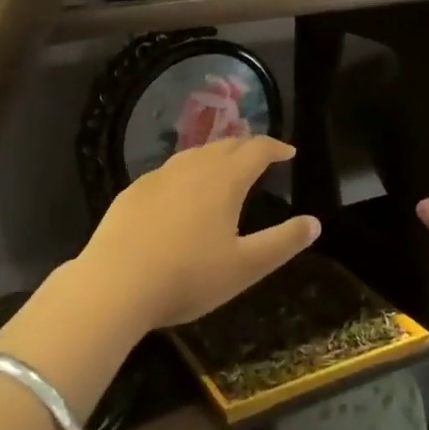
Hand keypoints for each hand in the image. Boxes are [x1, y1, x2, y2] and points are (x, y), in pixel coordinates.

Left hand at [78, 136, 319, 331]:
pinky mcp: (133, 192)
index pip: (256, 149)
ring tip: (224, 169)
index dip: (275, 147)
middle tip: (260, 157)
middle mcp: (192, 168)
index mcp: (224, 180)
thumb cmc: (188, 276)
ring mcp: (158, 177)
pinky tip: (180, 193)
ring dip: (215, 156)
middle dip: (247, 147)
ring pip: (194, 155)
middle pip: (225, 145)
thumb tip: (314, 222)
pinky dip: (186, 173)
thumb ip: (282, 242)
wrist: (114, 285)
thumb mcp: (245, 267)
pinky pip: (168, 172)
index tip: (288, 152)